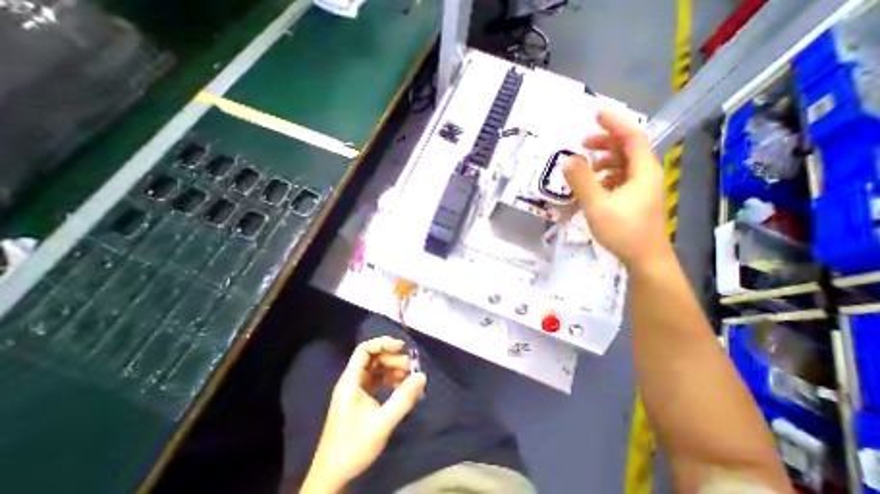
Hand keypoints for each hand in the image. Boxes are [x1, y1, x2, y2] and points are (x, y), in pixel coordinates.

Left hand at [301, 337, 428, 491]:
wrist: (332, 477)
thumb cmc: (353, 447)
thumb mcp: (382, 423)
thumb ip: (403, 399)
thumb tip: (421, 376)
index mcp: (351, 381)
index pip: (365, 350)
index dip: (383, 344)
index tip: (402, 347)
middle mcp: (352, 381)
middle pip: (373, 359)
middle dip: (393, 359)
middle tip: (411, 368)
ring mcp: (356, 391)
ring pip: (376, 370)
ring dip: (393, 371)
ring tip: (410, 378)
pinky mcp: (360, 400)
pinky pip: (377, 383)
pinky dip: (390, 382)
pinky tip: (402, 389)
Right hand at [563, 109, 675, 270]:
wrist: (645, 258)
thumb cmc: (623, 232)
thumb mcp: (597, 206)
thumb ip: (582, 182)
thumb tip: (567, 160)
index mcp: (642, 171)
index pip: (632, 136)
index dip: (614, 122)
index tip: (595, 114)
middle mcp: (646, 173)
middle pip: (627, 148)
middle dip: (605, 142)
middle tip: (581, 144)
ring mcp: (641, 186)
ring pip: (623, 163)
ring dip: (603, 160)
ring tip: (583, 167)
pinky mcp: (636, 197)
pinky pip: (620, 177)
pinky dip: (605, 175)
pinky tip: (593, 186)